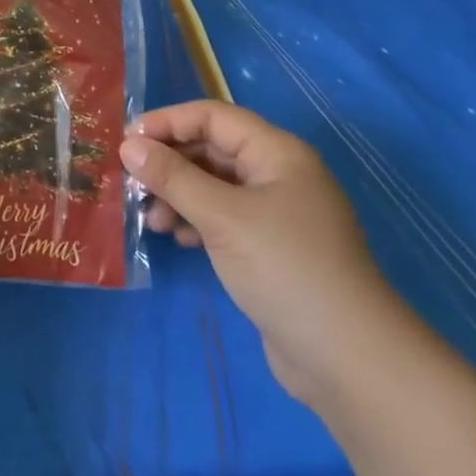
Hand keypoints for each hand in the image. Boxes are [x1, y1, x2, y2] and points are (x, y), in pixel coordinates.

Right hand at [120, 100, 410, 408]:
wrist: (349, 359)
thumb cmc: (285, 269)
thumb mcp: (222, 217)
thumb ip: (173, 177)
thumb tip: (128, 145)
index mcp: (277, 153)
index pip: (213, 117)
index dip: (168, 122)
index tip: (126, 142)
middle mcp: (278, 174)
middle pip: (212, 150)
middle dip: (170, 163)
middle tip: (131, 184)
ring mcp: (276, 213)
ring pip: (214, 186)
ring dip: (178, 195)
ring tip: (151, 219)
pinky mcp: (271, 248)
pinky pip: (223, 217)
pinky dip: (196, 220)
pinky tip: (177, 238)